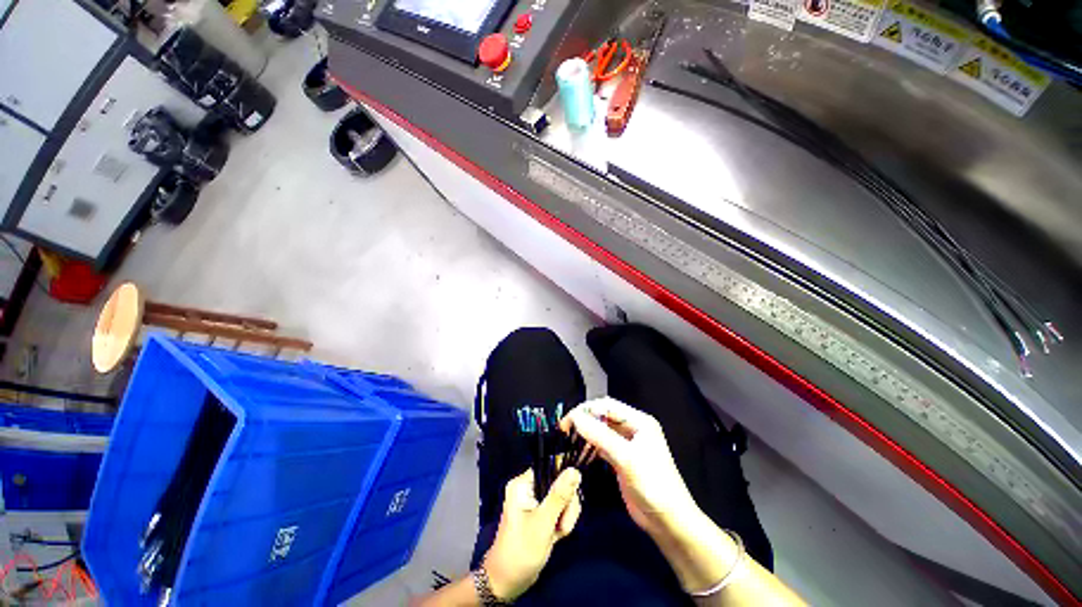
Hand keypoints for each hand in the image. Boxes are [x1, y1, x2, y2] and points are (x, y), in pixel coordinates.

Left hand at [482, 468, 581, 600]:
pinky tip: (557, 535)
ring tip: (558, 533)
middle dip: (566, 504)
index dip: (564, 477)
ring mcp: (536, 501)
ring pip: (563, 497)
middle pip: (560, 482)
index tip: (571, 496)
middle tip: (562, 524)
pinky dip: (563, 522)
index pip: (550, 466)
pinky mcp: (542, 513)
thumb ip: (559, 496)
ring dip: (566, 516)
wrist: (508, 582)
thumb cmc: (521, 551)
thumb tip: (574, 470)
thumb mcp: (542, 523)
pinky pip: (561, 508)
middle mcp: (530, 487)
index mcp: (523, 483)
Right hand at [561, 397, 698, 539]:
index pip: (607, 405)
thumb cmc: (653, 486)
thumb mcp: (627, 458)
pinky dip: (589, 445)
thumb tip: (575, 418)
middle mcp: (633, 428)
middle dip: (584, 418)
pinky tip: (578, 449)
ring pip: (601, 430)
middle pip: (603, 415)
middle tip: (565, 428)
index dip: (586, 409)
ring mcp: (627, 444)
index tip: (568, 419)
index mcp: (639, 421)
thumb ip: (600, 436)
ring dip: (585, 431)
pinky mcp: (621, 459)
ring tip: (568, 437)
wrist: (668, 522)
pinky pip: (601, 445)